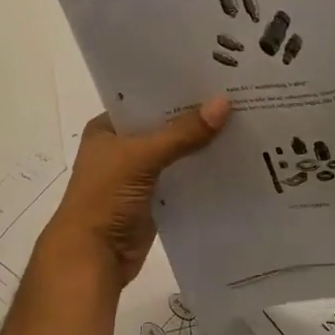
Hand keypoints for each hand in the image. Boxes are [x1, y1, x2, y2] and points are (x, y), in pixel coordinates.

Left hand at [32, 98, 231, 290]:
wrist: (93, 258)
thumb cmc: (105, 198)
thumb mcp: (142, 157)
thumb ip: (183, 133)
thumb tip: (224, 103)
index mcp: (108, 128)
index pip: (146, 99)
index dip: (176, 89)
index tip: (213, 76)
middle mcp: (122, 147)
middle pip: (164, 126)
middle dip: (195, 116)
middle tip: (237, 96)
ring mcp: (137, 175)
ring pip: (176, 153)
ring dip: (201, 144)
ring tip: (242, 122)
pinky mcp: (153, 199)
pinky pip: (182, 178)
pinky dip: (201, 172)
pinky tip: (232, 159)